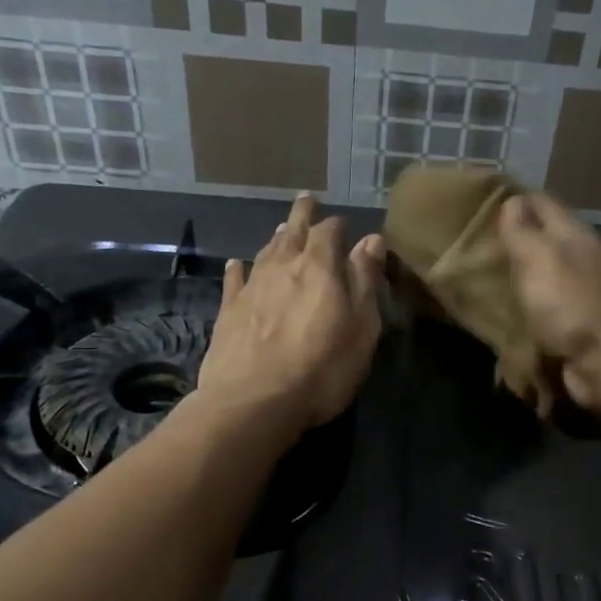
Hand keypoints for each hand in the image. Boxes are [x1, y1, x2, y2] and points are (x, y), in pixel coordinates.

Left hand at [196, 194, 383, 430]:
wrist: (254, 401)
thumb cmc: (322, 366)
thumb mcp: (361, 325)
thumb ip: (365, 280)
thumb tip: (372, 239)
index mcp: (319, 266)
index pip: (329, 232)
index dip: (337, 226)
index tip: (344, 224)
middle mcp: (282, 267)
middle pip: (292, 232)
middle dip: (302, 216)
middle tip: (305, 200)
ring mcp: (251, 288)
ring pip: (264, 252)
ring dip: (275, 239)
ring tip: (281, 229)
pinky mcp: (228, 312)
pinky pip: (234, 280)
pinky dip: (237, 269)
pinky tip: (236, 264)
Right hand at [496, 192, 600, 412]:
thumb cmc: (572, 304)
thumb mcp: (541, 258)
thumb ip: (523, 231)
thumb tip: (512, 201)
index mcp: (575, 235)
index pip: (541, 203)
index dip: (512, 200)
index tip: (475, 205)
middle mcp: (579, 259)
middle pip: (541, 239)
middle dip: (509, 240)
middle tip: (467, 245)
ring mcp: (579, 293)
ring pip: (540, 274)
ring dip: (514, 276)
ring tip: (475, 277)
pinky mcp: (573, 325)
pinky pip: (542, 307)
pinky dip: (523, 306)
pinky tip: (498, 310)